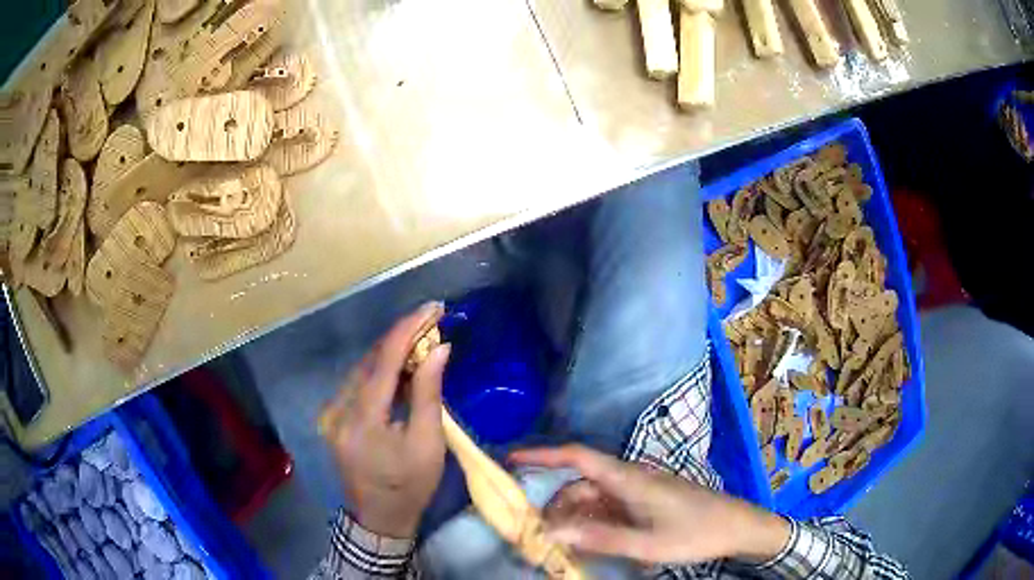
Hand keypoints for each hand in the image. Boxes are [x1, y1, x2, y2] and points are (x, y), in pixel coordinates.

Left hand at [321, 303, 450, 537]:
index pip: (384, 361)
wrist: (380, 518)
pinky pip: (359, 384)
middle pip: (370, 360)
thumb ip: (428, 393)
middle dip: (401, 336)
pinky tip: (401, 366)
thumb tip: (439, 349)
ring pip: (362, 369)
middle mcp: (339, 409)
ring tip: (421, 338)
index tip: (432, 308)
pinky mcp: (335, 418)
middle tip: (432, 320)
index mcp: (361, 418)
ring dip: (391, 352)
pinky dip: (381, 370)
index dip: (408, 329)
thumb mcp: (427, 444)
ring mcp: (333, 413)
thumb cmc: (409, 486)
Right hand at [510, 445, 789, 564]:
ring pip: (594, 498)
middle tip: (539, 534)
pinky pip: (609, 507)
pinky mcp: (646, 500)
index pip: (578, 457)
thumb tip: (552, 531)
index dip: (543, 455)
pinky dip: (592, 521)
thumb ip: (599, 538)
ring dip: (574, 518)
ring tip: (562, 544)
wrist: (737, 526)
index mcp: (629, 479)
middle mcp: (630, 478)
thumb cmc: (694, 532)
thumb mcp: (646, 543)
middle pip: (581, 485)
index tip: (512, 460)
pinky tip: (589, 541)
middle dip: (556, 506)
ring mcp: (639, 490)